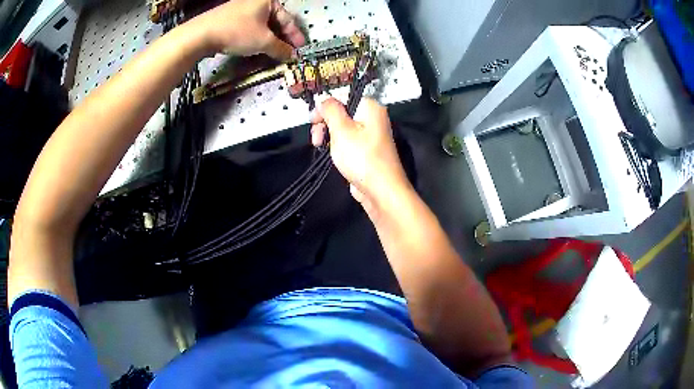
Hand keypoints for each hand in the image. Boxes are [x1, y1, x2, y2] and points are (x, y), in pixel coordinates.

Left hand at [191, 0, 304, 59]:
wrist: (202, 34)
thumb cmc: (238, 32)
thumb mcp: (263, 41)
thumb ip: (280, 48)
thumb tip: (291, 56)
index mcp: (268, 1)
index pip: (287, 19)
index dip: (295, 36)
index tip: (300, 49)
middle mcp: (256, 1)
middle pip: (275, 21)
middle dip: (282, 38)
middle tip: (288, 52)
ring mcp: (241, 8)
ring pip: (261, 25)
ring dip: (269, 39)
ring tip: (274, 52)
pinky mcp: (230, 17)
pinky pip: (249, 27)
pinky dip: (256, 37)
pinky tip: (256, 47)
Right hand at [311, 98, 410, 216]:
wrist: (381, 190)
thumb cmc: (362, 158)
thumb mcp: (341, 129)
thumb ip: (330, 110)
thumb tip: (323, 100)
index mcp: (370, 107)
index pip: (342, 97)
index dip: (324, 108)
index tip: (313, 121)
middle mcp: (372, 118)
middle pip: (341, 113)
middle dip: (325, 124)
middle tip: (317, 138)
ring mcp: (370, 135)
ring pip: (342, 128)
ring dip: (329, 136)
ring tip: (321, 147)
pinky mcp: (367, 150)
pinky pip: (348, 141)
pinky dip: (337, 146)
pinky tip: (331, 154)